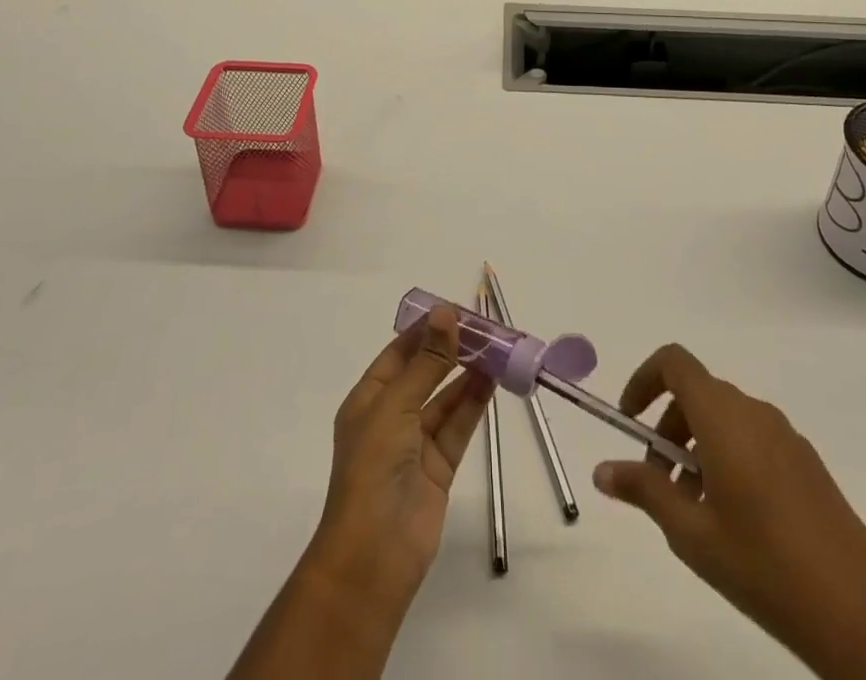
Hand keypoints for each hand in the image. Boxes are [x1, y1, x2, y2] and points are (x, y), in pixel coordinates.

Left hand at [308, 304, 494, 613]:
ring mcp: (415, 444)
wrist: (374, 556)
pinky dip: (474, 403)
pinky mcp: (438, 468)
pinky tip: (493, 380)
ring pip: (445, 398)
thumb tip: (445, 312)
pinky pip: (458, 426)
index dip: (426, 330)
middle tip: (485, 328)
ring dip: (468, 374)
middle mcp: (391, 416)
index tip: (457, 310)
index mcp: (368, 399)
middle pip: (425, 373)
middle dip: (452, 350)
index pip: (399, 353)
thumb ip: (427, 361)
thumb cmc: (373, 468)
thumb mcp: (396, 406)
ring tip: (497, 348)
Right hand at [592, 345, 865, 679]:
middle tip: (659, 484)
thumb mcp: (691, 534)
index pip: (674, 362)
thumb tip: (601, 470)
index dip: (644, 379)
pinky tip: (734, 521)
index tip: (630, 422)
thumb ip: (644, 491)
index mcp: (724, 416)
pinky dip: (728, 459)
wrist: (862, 618)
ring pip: (725, 419)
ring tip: (694, 510)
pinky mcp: (808, 464)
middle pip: (697, 393)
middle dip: (668, 428)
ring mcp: (786, 436)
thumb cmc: (764, 566)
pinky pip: (754, 440)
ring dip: (697, 448)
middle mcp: (754, 412)